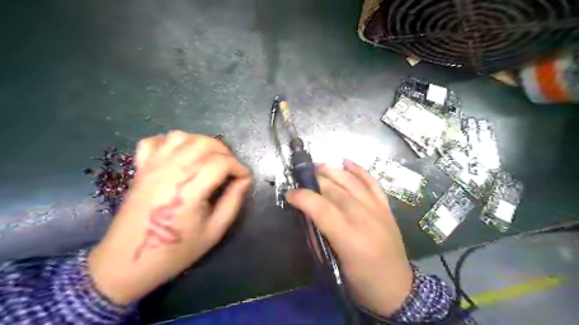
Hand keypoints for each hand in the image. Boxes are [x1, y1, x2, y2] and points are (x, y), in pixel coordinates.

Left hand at [88, 130, 250, 305]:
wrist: (127, 262)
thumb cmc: (175, 251)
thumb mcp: (214, 231)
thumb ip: (232, 202)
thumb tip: (244, 181)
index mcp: (189, 190)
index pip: (221, 163)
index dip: (239, 167)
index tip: (245, 178)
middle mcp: (170, 172)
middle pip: (204, 144)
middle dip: (225, 152)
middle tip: (231, 168)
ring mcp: (152, 167)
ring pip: (182, 136)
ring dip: (202, 143)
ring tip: (210, 158)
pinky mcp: (140, 168)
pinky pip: (156, 141)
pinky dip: (172, 142)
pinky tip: (181, 155)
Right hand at [285, 160, 410, 316]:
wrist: (398, 289)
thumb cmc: (361, 282)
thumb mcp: (332, 265)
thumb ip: (318, 237)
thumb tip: (307, 215)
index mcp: (348, 237)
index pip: (320, 207)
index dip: (302, 197)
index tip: (289, 194)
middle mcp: (363, 217)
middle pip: (334, 190)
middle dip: (314, 181)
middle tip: (301, 179)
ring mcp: (377, 209)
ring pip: (351, 181)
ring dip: (332, 170)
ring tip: (317, 166)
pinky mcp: (386, 207)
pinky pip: (372, 182)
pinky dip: (359, 170)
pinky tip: (346, 161)